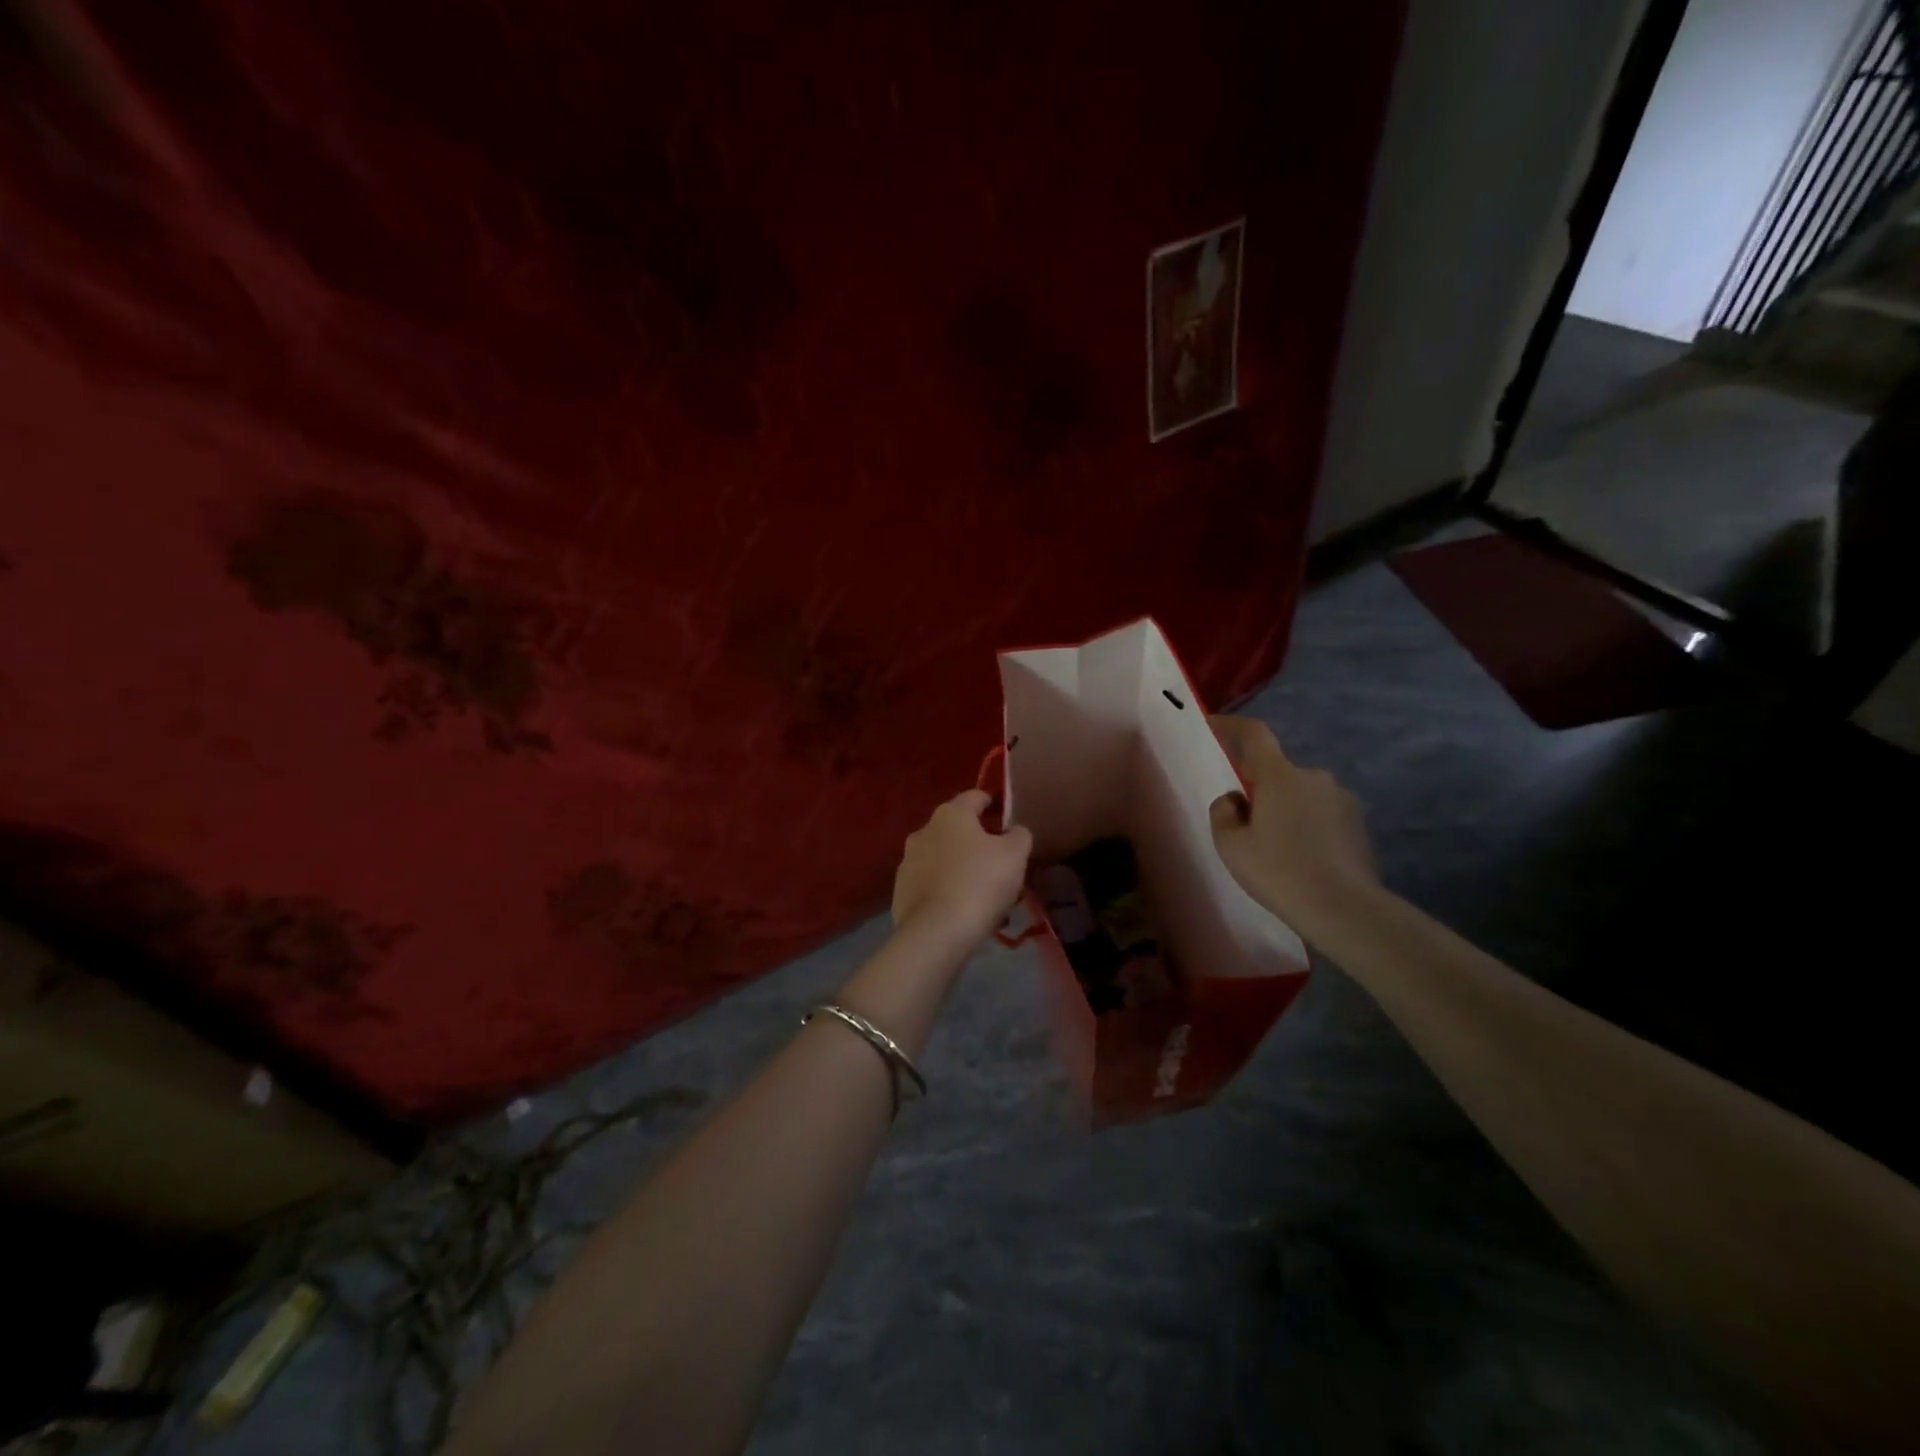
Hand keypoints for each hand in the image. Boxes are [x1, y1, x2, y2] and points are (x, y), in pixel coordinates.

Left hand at [891, 789, 1033, 946]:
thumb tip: (1014, 831)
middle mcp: (924, 831)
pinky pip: (931, 884)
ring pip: (943, 859)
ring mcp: (908, 862)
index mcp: (950, 814)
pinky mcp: (900, 892)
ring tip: (984, 893)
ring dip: (961, 868)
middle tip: (1000, 863)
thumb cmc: (980, 882)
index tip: (1006, 816)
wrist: (936, 932)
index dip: (993, 803)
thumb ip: (1019, 836)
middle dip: (977, 842)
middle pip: (957, 830)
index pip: (975, 796)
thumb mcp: (1015, 855)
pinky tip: (963, 911)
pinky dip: (947, 891)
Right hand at [1208, 716, 1380, 943]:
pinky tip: (1302, 860)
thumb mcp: (1230, 845)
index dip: (1231, 726)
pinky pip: (1321, 815)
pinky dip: (1307, 827)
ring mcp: (1341, 799)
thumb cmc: (1278, 872)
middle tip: (1246, 824)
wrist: (1344, 909)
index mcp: (1279, 776)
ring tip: (1277, 849)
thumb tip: (1234, 799)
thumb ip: (1222, 813)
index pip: (1254, 735)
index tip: (1214, 725)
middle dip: (1260, 790)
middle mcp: (1314, 777)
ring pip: (1300, 795)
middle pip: (1277, 773)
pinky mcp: (1358, 824)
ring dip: (1285, 810)